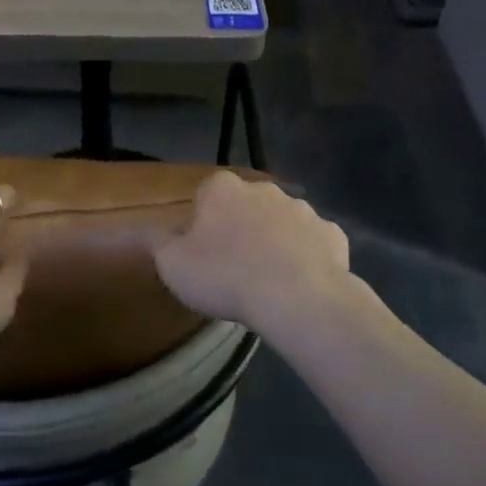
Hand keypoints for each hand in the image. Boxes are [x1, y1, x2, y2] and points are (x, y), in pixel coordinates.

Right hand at [154, 173, 353, 339]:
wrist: (296, 296)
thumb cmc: (225, 276)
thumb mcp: (173, 265)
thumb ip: (160, 244)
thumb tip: (153, 232)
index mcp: (223, 189)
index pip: (207, 194)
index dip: (204, 222)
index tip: (202, 251)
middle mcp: (263, 189)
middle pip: (247, 205)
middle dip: (241, 227)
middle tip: (234, 266)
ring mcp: (302, 209)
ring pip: (282, 222)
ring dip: (275, 241)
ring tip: (268, 280)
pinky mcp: (332, 233)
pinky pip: (313, 243)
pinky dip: (307, 258)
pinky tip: (300, 285)